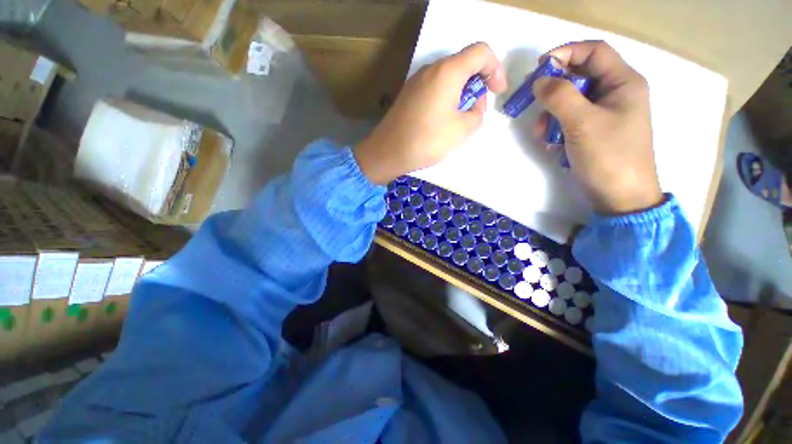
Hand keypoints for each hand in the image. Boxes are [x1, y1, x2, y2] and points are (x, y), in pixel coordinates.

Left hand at [354, 43, 507, 184]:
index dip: (495, 69)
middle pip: (463, 64)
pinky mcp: (408, 95)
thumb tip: (473, 104)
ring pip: (448, 78)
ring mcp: (416, 82)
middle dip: (478, 83)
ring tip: (460, 119)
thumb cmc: (427, 141)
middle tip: (478, 110)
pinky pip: (434, 88)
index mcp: (447, 72)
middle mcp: (430, 69)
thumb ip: (478, 113)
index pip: (481, 52)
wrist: (387, 153)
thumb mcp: (463, 130)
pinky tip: (442, 120)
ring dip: (461, 93)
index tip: (498, 92)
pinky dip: (446, 98)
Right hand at [533, 41, 663, 214]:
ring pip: (572, 100)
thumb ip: (560, 96)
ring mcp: (605, 114)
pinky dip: (557, 128)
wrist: (620, 196)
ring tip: (542, 133)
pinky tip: (551, 144)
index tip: (539, 66)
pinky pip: (572, 119)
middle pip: (580, 76)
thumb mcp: (582, 122)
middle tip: (533, 99)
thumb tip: (540, 80)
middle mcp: (616, 93)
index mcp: (623, 82)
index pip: (594, 51)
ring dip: (552, 114)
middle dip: (554, 89)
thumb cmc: (608, 156)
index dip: (566, 52)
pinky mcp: (595, 131)